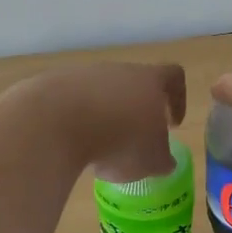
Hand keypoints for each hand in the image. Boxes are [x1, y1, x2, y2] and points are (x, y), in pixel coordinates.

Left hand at [15, 63, 186, 182]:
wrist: (57, 123)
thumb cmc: (120, 140)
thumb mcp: (152, 161)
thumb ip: (162, 160)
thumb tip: (163, 162)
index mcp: (150, 80)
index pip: (174, 77)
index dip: (178, 100)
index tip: (172, 125)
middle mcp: (119, 70)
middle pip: (134, 85)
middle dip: (136, 113)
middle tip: (133, 141)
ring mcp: (84, 75)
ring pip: (101, 94)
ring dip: (105, 118)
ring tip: (99, 149)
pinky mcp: (54, 85)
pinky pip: (72, 103)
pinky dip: (76, 122)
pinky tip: (72, 145)